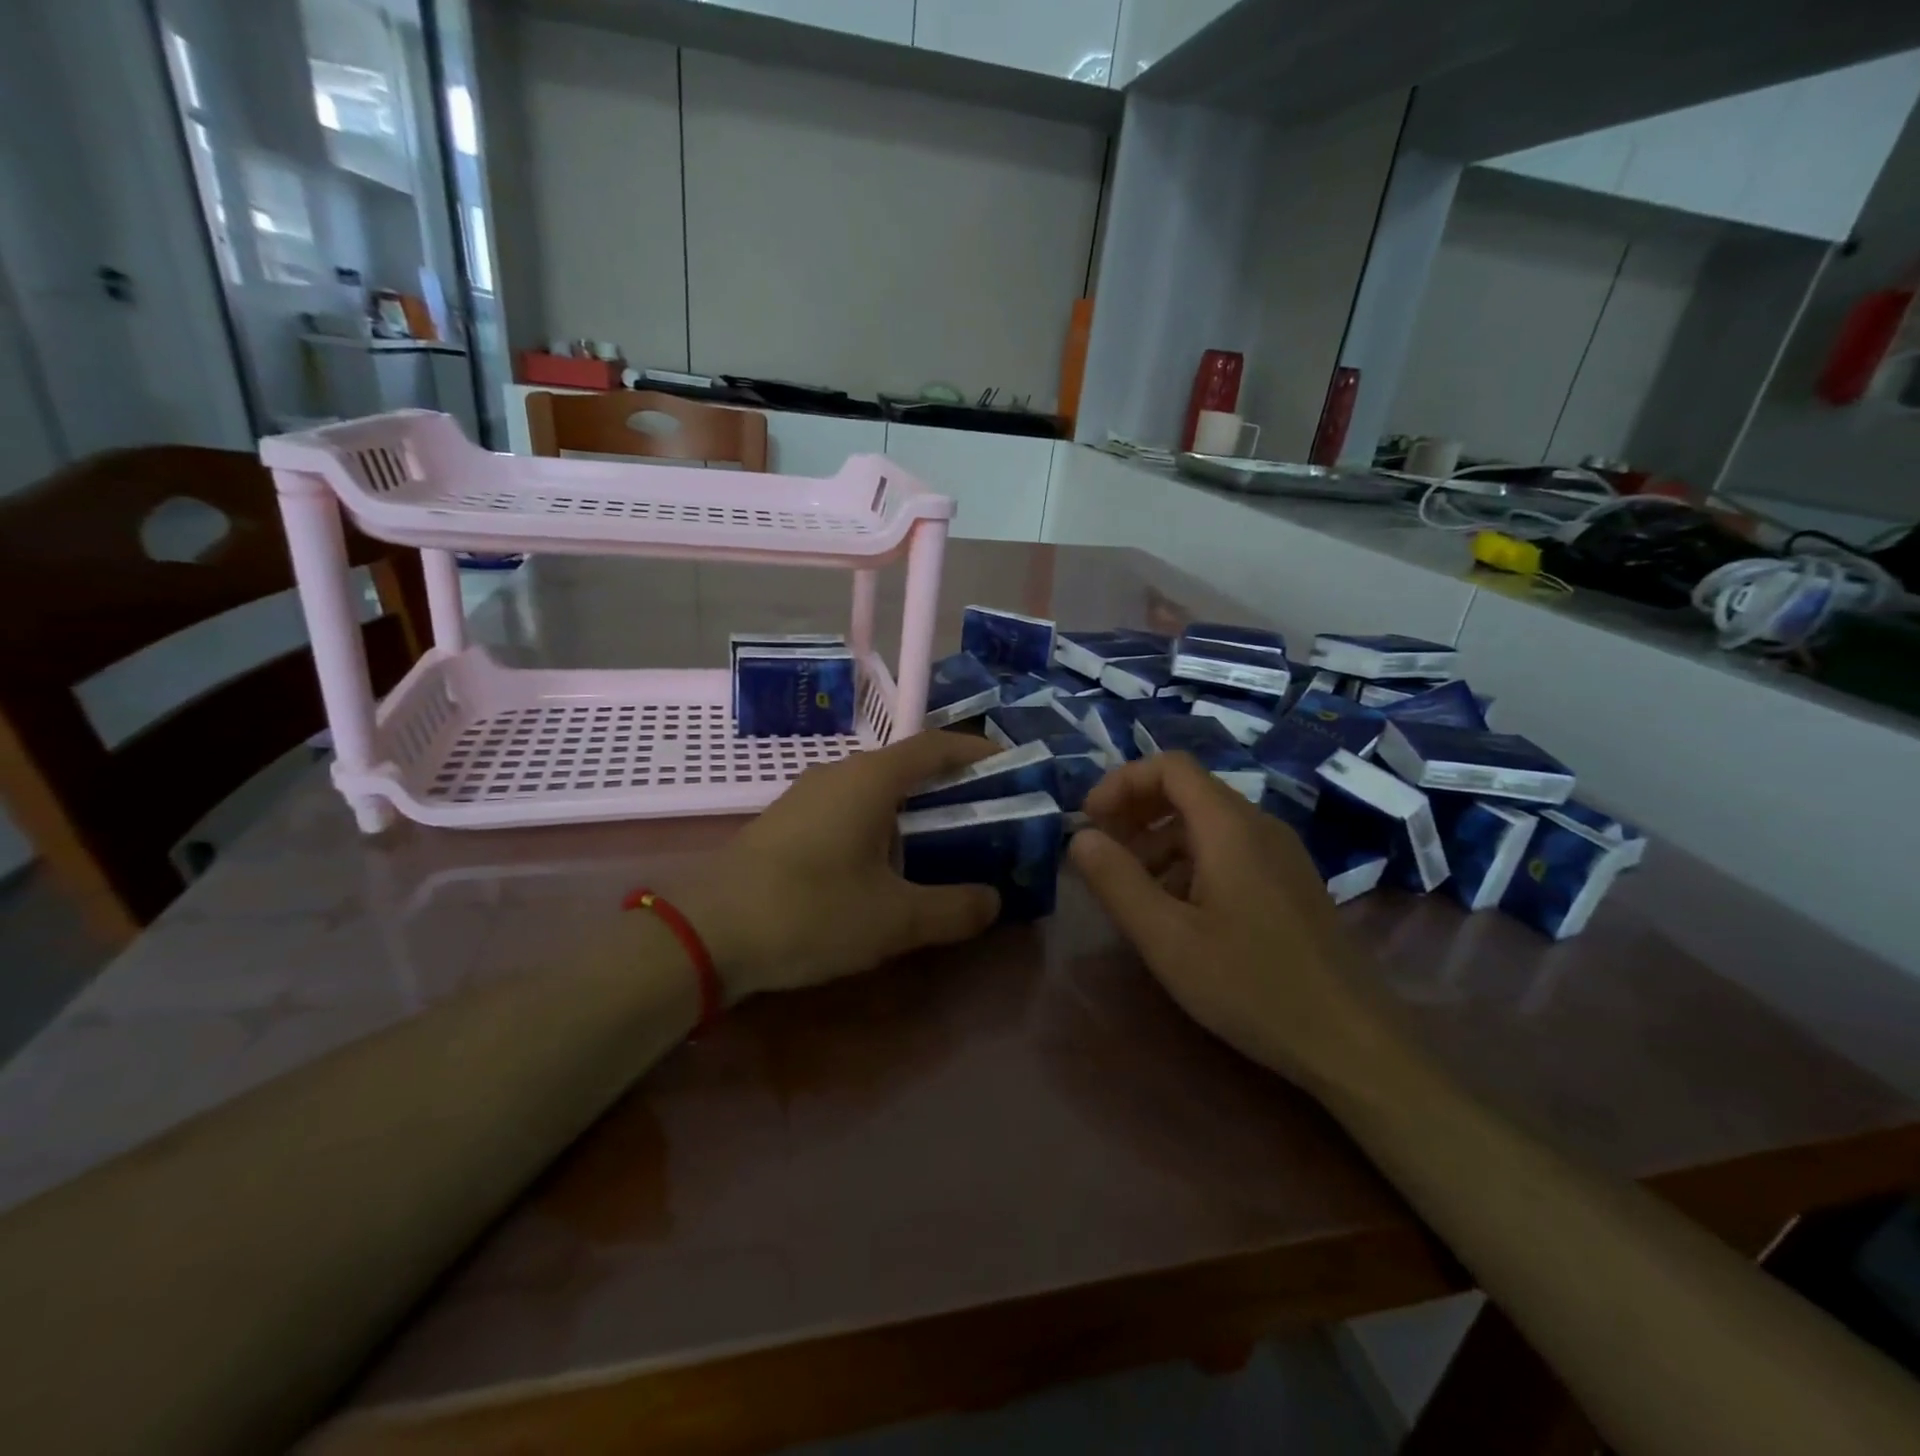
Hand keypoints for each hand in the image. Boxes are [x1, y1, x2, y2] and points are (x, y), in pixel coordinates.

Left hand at [675, 731, 1003, 1000]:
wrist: (705, 933)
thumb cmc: (810, 911)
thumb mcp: (894, 919)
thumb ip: (953, 908)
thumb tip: (993, 900)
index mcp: (871, 779)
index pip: (936, 746)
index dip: (976, 751)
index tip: (1011, 766)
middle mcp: (839, 774)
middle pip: (907, 767)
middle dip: (950, 788)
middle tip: (987, 818)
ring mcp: (807, 796)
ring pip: (876, 791)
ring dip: (913, 811)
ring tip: (944, 846)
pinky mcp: (787, 824)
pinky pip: (849, 811)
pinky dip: (881, 827)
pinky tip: (885, 868)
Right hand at [1069, 752, 1387, 1089]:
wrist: (1352, 1041)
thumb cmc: (1251, 985)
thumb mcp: (1167, 938)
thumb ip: (1116, 881)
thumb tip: (1079, 837)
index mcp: (1230, 826)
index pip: (1170, 766)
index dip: (1122, 781)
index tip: (1089, 821)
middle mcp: (1259, 826)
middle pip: (1188, 790)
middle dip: (1136, 811)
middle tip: (1103, 852)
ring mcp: (1281, 854)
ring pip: (1207, 823)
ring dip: (1159, 841)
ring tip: (1133, 888)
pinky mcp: (1290, 882)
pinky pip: (1229, 850)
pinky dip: (1189, 862)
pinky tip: (1178, 911)